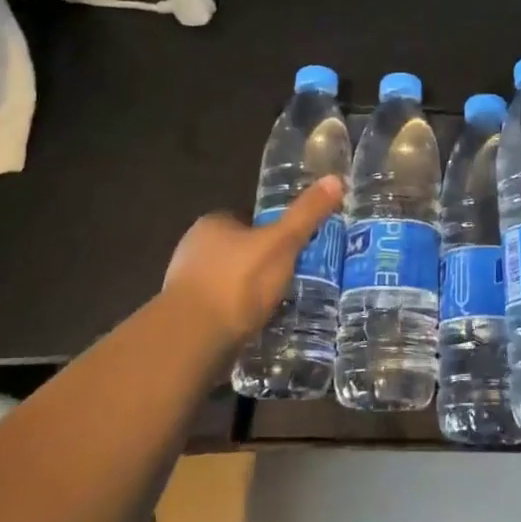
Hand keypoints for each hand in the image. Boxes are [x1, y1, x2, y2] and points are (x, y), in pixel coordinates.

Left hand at [161, 174, 345, 347]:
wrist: (191, 343)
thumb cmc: (237, 282)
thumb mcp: (281, 243)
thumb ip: (306, 214)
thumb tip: (335, 179)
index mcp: (212, 224)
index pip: (248, 218)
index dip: (272, 230)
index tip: (295, 245)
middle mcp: (193, 250)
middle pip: (238, 250)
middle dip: (262, 262)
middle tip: (293, 275)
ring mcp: (185, 287)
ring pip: (229, 282)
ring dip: (249, 292)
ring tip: (280, 304)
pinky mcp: (185, 321)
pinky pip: (220, 311)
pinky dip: (237, 316)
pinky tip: (257, 327)